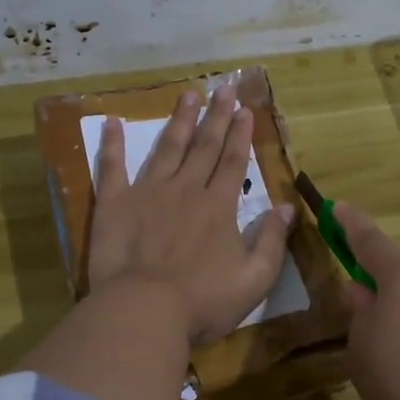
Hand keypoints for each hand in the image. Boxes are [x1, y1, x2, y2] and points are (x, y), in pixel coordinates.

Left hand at [89, 85, 295, 345]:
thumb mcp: (254, 279)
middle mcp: (186, 189)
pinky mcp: (114, 204)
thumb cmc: (203, 301)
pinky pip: (112, 167)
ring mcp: (148, 193)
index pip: (233, 162)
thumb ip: (272, 241)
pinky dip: (112, 143)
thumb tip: (287, 208)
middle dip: (216, 116)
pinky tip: (112, 122)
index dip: (240, 135)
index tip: (245, 109)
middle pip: (204, 146)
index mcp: (218, 206)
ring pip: (167, 148)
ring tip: (188, 95)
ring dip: (180, 120)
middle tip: (223, 88)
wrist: (144, 311)